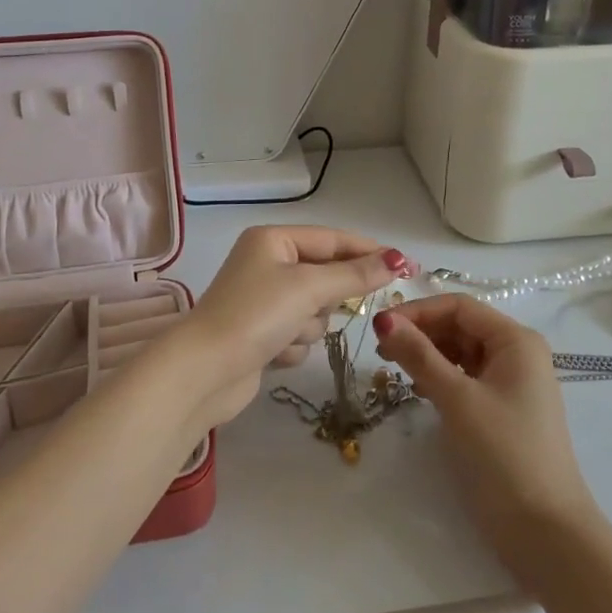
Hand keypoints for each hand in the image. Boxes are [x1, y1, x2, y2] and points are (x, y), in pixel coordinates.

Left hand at [166, 226, 411, 433]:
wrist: (205, 372)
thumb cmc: (255, 315)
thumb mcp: (309, 288)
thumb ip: (356, 275)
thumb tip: (397, 259)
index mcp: (273, 240)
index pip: (332, 240)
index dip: (368, 252)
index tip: (405, 266)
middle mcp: (267, 264)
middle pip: (325, 277)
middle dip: (324, 300)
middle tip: (318, 308)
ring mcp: (263, 301)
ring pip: (315, 311)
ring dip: (306, 327)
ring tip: (284, 335)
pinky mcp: (261, 335)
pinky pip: (298, 335)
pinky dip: (291, 346)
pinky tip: (271, 354)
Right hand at [374, 295, 597, 569]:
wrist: (545, 532)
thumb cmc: (503, 454)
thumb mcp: (457, 399)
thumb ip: (418, 355)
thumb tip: (383, 318)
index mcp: (516, 340)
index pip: (459, 307)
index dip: (418, 311)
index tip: (380, 327)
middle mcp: (518, 354)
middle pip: (461, 326)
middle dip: (421, 332)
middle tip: (380, 351)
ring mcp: (513, 383)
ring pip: (462, 352)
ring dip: (428, 355)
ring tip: (393, 368)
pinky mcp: (504, 410)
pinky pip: (467, 378)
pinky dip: (441, 377)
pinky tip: (419, 390)